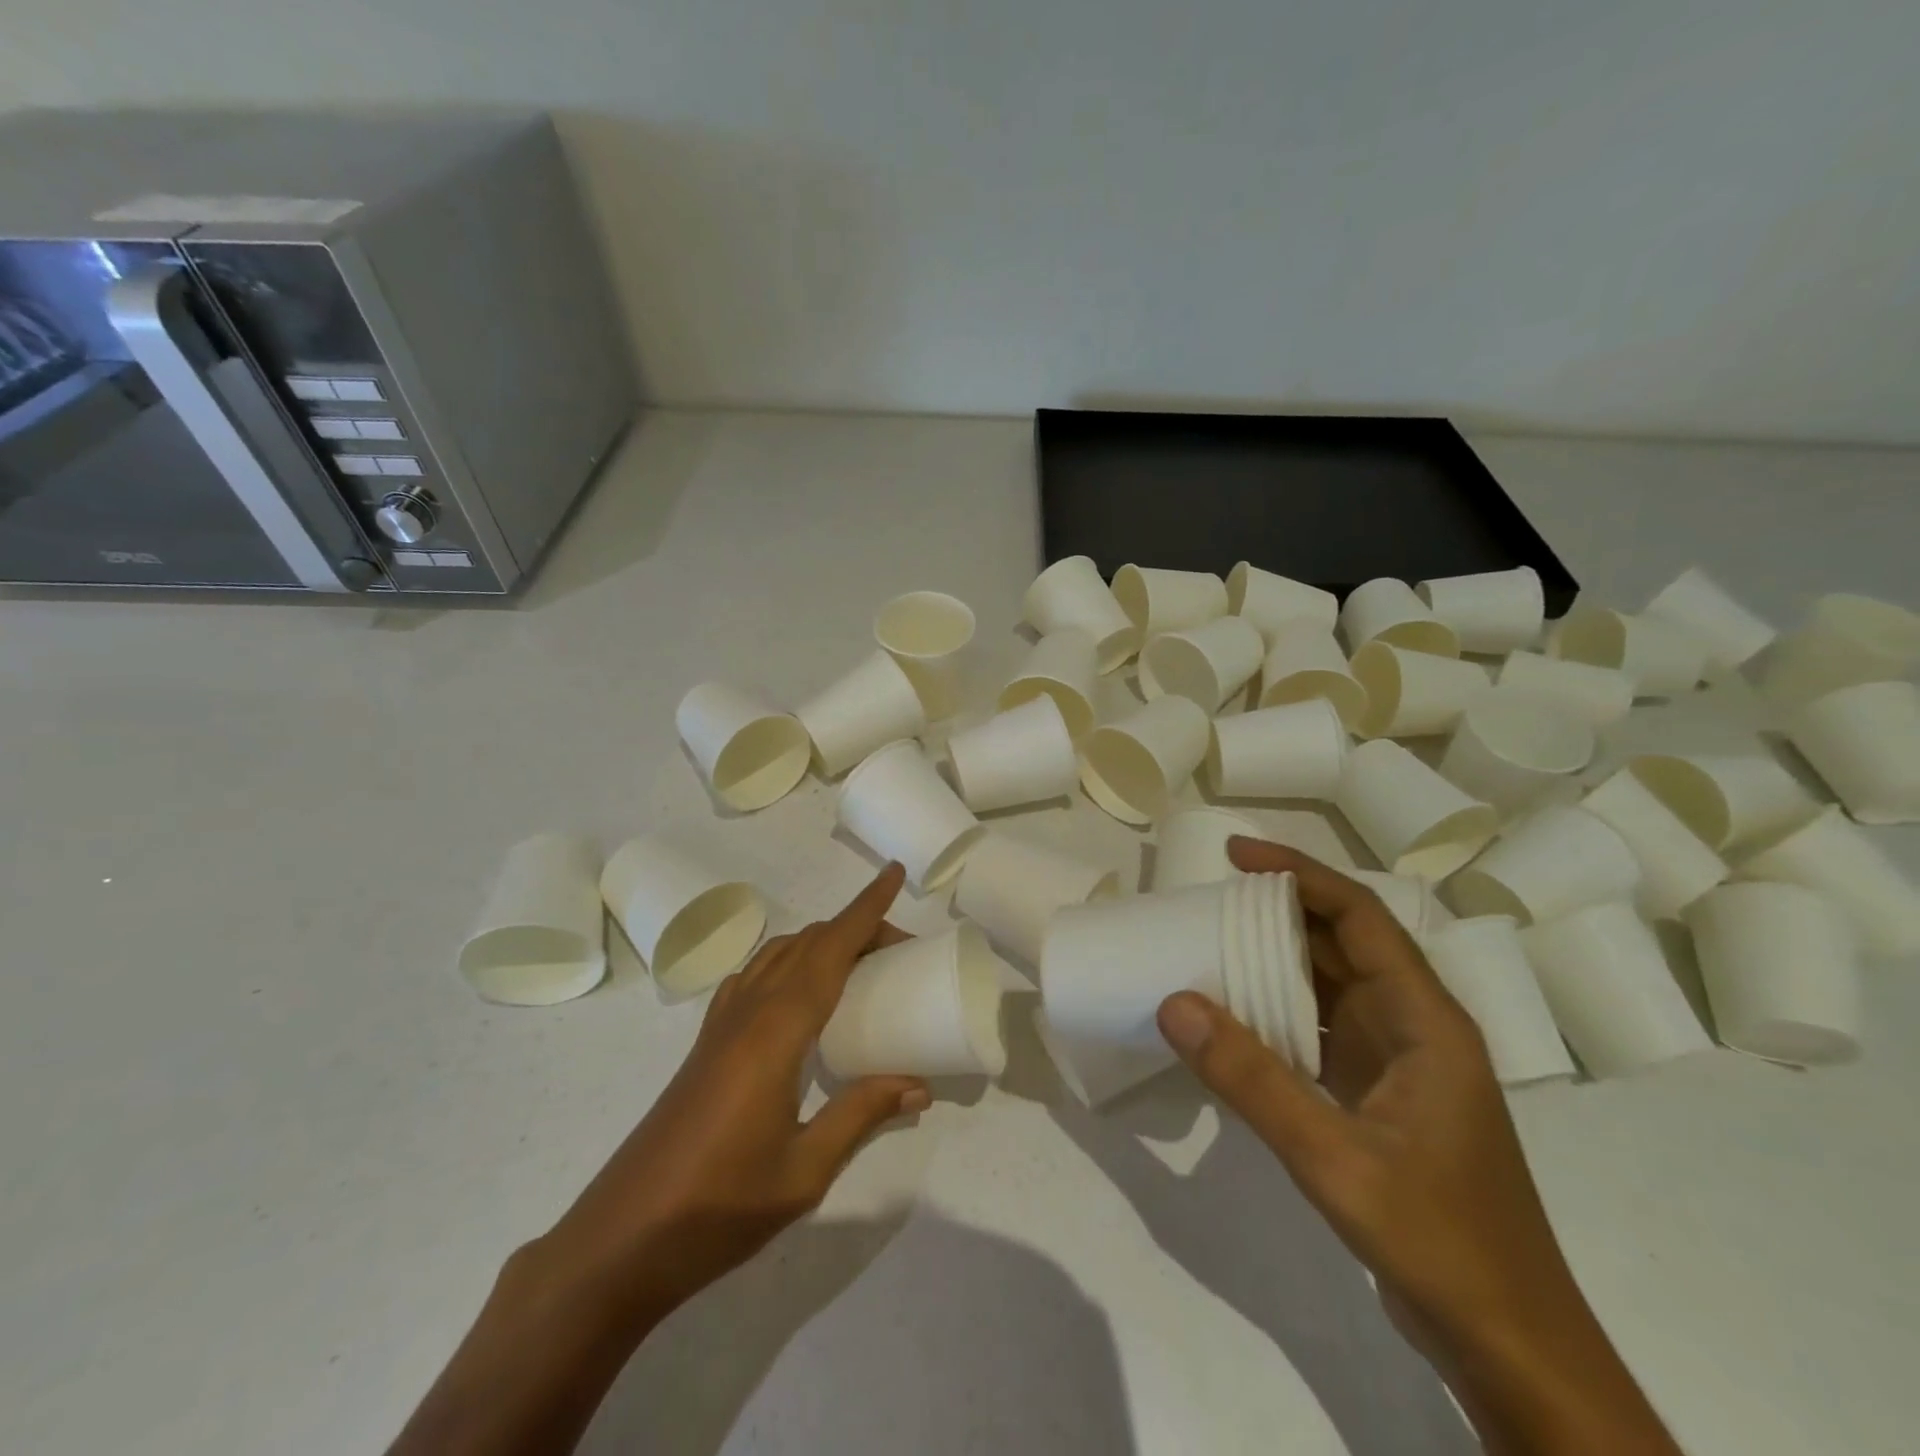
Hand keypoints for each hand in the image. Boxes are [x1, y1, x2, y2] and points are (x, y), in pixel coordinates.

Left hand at [387, 866, 927, 1455]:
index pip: (830, 950)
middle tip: (900, 947)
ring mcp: (721, 1024)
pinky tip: (797, 993)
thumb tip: (919, 1084)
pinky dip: (786, 960)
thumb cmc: (718, 1206)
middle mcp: (748, 1012)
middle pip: (808, 944)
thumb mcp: (804, 1171)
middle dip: (856, 927)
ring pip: (777, 953)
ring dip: (820, 941)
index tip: (893, 873)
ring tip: (859, 963)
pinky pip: (753, 975)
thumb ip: (862, 1115)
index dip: (865, 909)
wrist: (621, 1239)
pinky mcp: (706, 1042)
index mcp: (776, 1032)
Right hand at [1156, 839, 1679, 1453]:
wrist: (1510, 1345)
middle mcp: (1414, 1025)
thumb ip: (1251, 1079)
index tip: (1236, 855)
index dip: (1300, 874)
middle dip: (1278, 911)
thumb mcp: (1335, 1159)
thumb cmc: (1440, 1241)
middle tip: (1208, 898)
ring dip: (1273, 959)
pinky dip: (1276, 1009)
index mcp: (1425, 1020)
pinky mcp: (1379, 1093)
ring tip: (1208, 943)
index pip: (1361, 916)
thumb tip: (1175, 1003)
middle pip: (1343, 942)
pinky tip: (1233, 1016)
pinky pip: (1320, 1026)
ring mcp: (1398, 1061)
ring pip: (1329, 983)